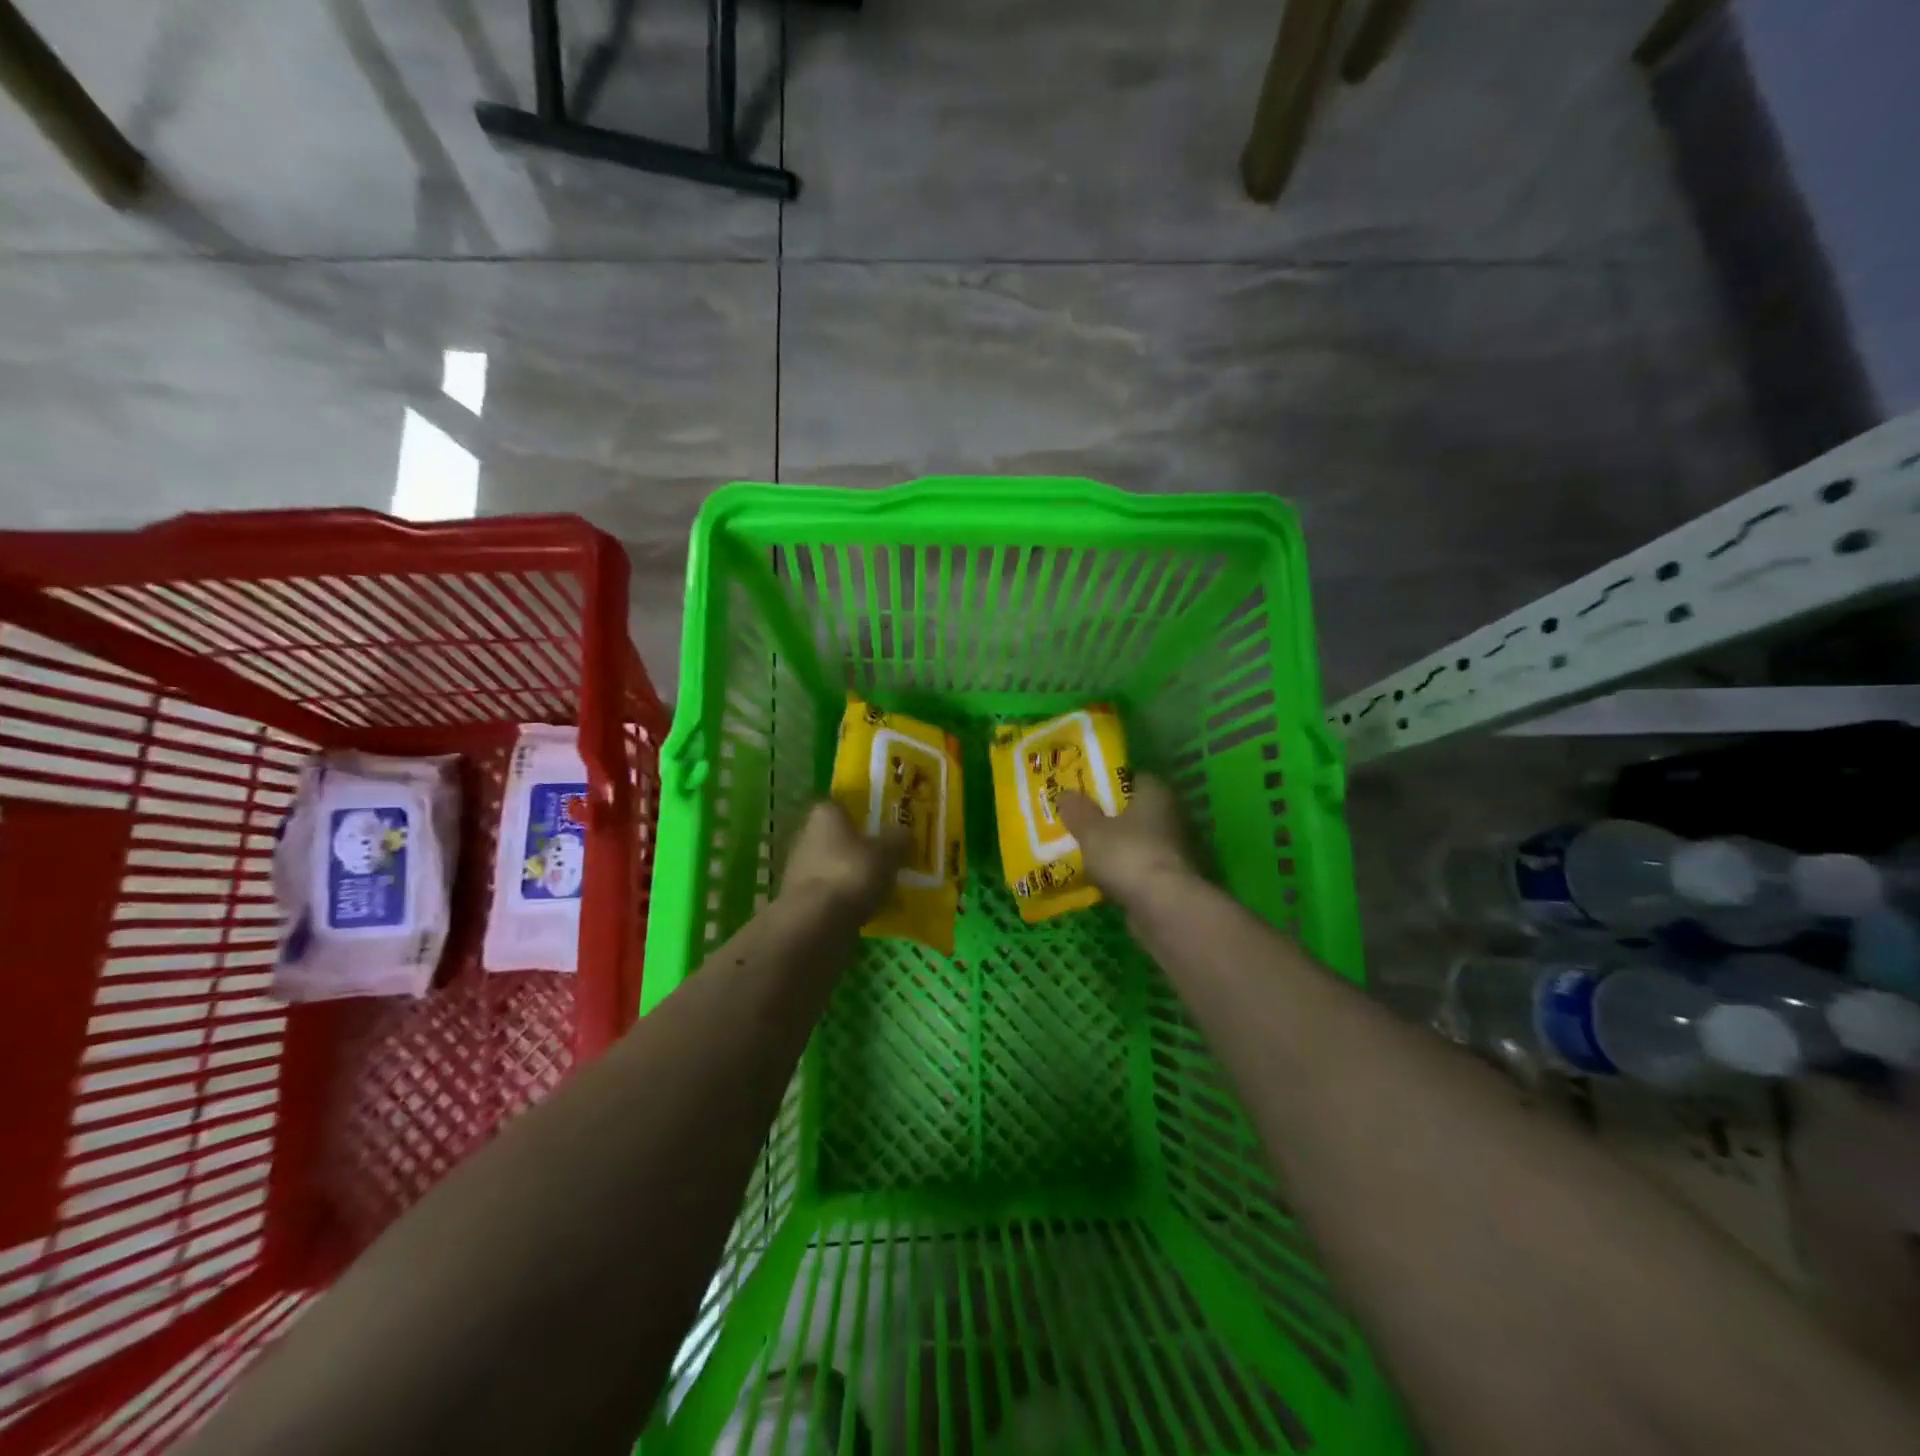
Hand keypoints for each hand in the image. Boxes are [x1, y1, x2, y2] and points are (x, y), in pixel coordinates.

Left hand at [780, 801, 906, 919]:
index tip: (884, 828)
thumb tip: (903, 832)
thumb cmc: (852, 873)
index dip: (865, 816)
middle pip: (838, 837)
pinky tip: (864, 908)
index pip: (845, 806)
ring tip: (879, 887)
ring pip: (833, 865)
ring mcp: (797, 868)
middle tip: (885, 858)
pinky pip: (829, 891)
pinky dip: (843, 897)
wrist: (816, 921)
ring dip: (851, 874)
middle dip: (859, 847)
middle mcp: (805, 834)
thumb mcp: (888, 852)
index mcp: (825, 814)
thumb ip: (898, 838)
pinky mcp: (798, 898)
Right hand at [1058, 774, 1197, 908]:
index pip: (1135, 778)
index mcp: (1156, 794)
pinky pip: (1140, 867)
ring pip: (1137, 840)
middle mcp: (1170, 816)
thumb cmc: (1127, 854)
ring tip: (1085, 850)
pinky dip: (1124, 870)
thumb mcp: (1092, 830)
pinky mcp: (1170, 878)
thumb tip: (1065, 795)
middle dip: (1110, 816)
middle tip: (1080, 820)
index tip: (1086, 791)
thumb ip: (1078, 811)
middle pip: (1135, 810)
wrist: (1163, 907)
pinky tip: (1101, 877)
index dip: (1110, 782)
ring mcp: (1173, 849)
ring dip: (1117, 846)